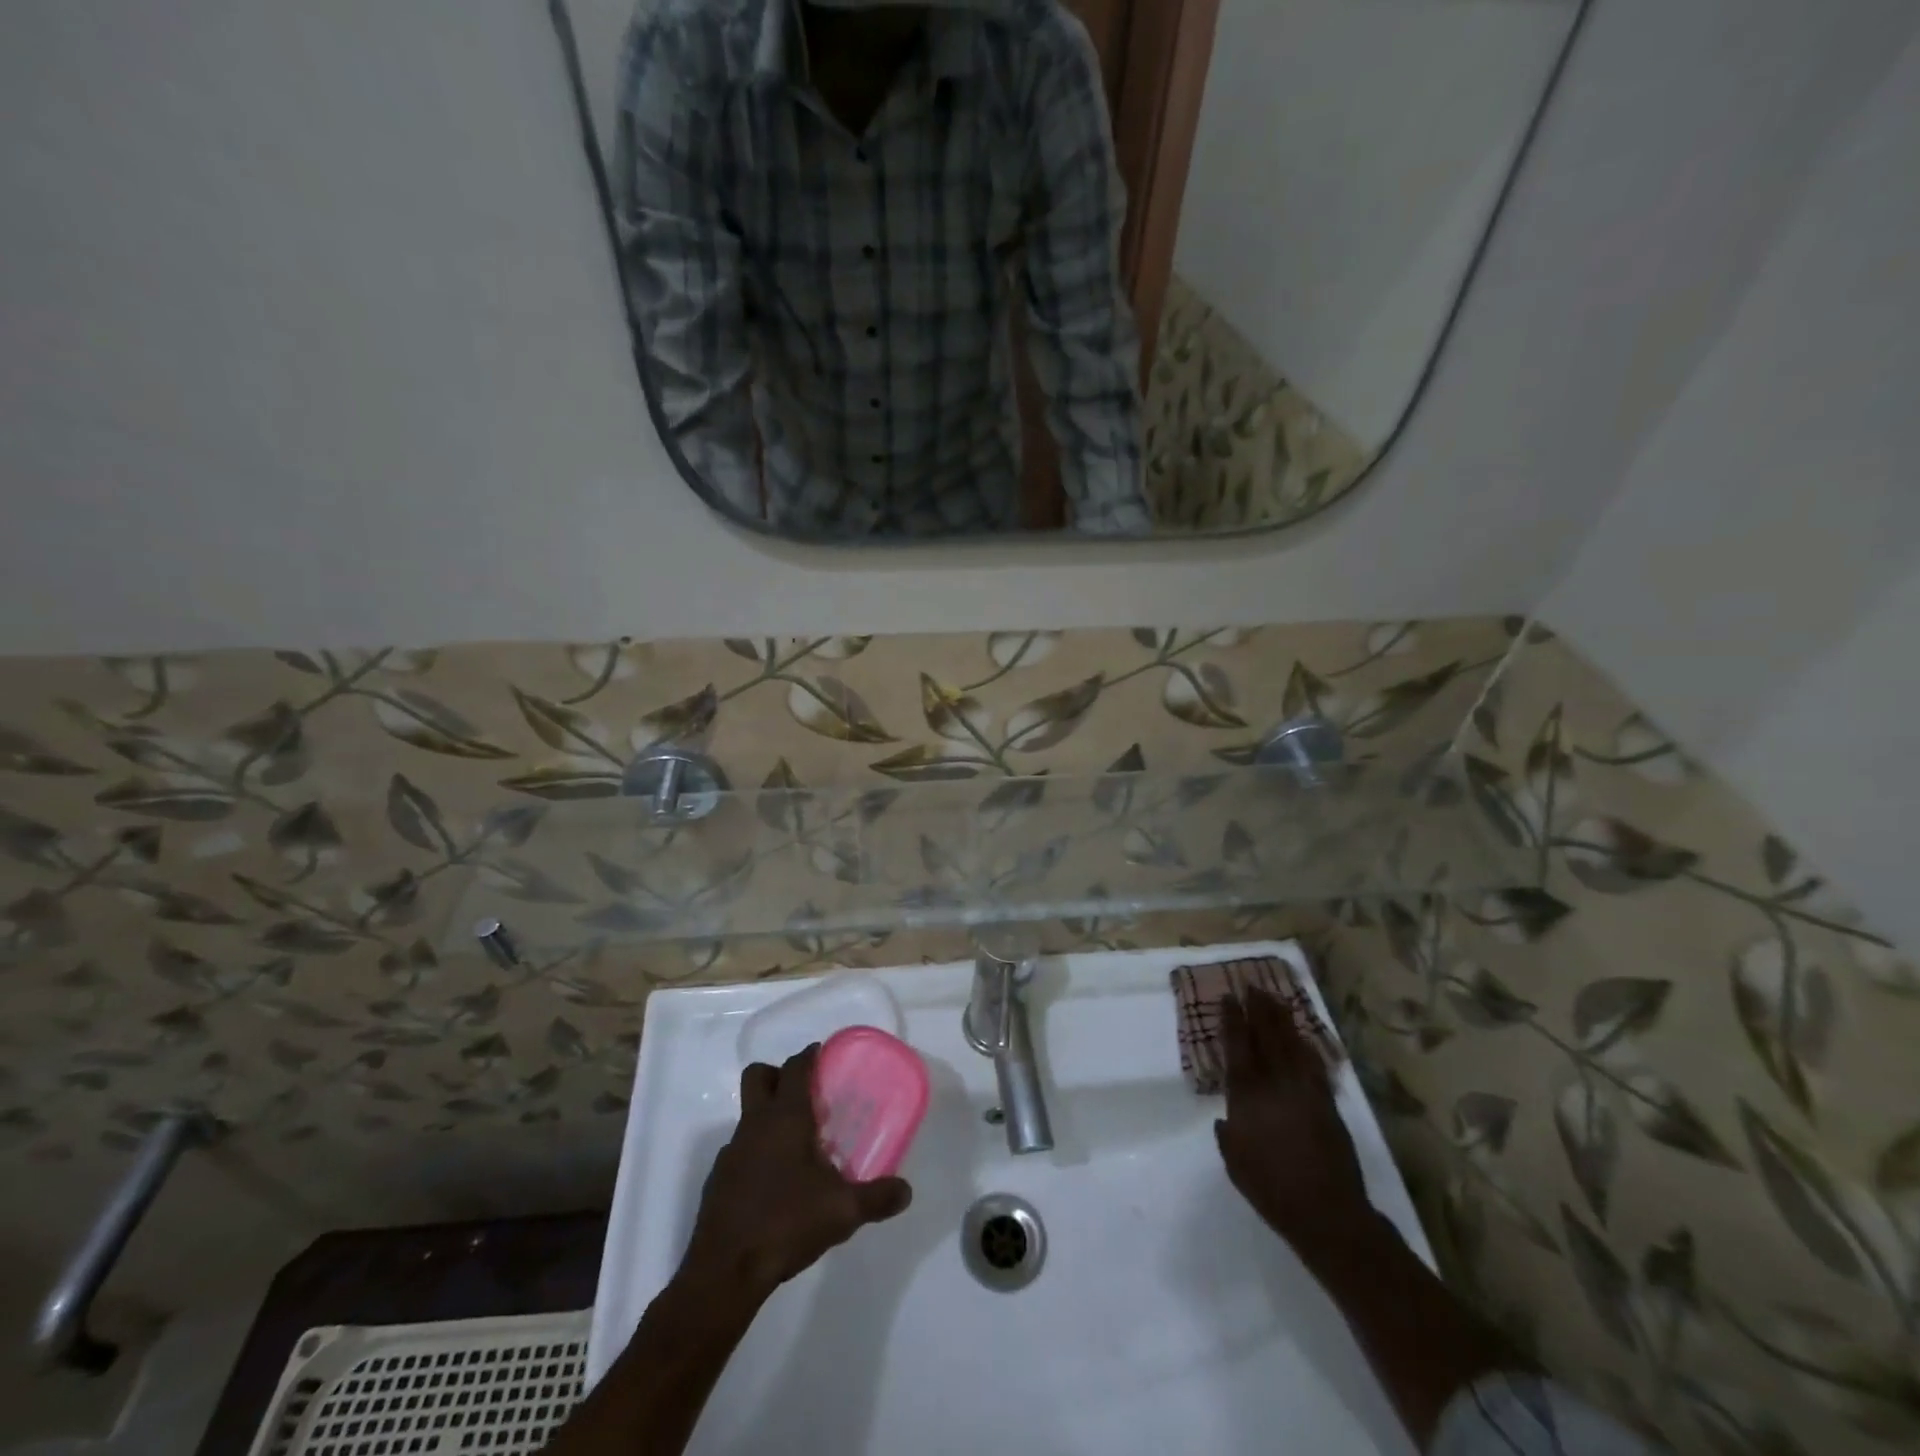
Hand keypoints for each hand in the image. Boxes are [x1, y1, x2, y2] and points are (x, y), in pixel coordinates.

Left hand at [682, 1045, 912, 1300]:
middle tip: (806, 1093)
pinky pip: (740, 1151)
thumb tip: (906, 1191)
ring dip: (769, 1118)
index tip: (824, 1056)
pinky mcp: (718, 1181)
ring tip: (798, 1147)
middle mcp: (754, 1125)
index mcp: (785, 1118)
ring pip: (748, 1115)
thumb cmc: (786, 1224)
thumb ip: (877, 1197)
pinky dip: (757, 1154)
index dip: (809, 1056)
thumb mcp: (843, 1212)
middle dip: (778, 1074)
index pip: (795, 1067)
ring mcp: (731, 1152)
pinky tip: (775, 1185)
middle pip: (758, 1076)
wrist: (724, 1273)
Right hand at [1214, 987, 1373, 1271]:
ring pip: (1291, 1044)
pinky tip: (1302, 1037)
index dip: (1232, 1020)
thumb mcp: (1235, 1164)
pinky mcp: (1327, 1103)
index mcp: (1247, 1097)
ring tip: (1274, 999)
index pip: (1237, 1047)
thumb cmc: (1272, 1190)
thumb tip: (1227, 1121)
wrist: (1327, 1213)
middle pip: (1266, 1036)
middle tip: (1252, 986)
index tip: (1229, 998)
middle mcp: (1275, 1084)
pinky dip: (1306, 1046)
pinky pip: (1314, 1065)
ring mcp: (1304, 1091)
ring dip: (1281, 1019)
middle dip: (1258, 1009)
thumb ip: (1228, 1135)